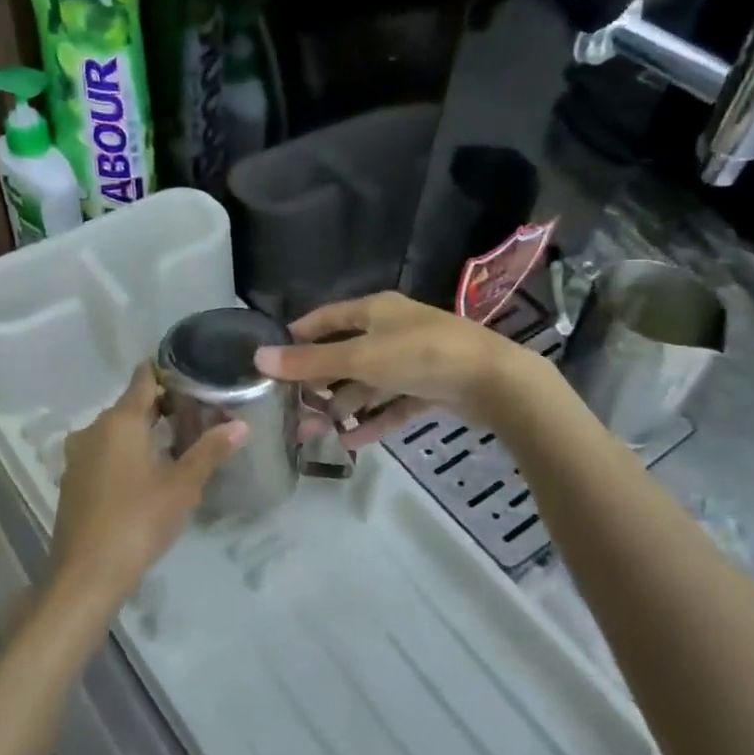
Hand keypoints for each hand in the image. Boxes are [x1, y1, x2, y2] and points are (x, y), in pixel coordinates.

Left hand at [46, 363, 245, 613]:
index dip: (167, 372)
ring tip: (176, 445)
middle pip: (130, 405)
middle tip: (196, 416)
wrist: (87, 573)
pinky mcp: (72, 479)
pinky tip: (145, 474)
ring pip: (115, 431)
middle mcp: (93, 428)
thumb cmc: (139, 520)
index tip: (192, 375)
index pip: (143, 378)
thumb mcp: (183, 485)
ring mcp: (78, 455)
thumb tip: (241, 424)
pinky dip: (124, 453)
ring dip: (142, 433)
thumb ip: (210, 450)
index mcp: (120, 420)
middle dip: (161, 407)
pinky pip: (102, 452)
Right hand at [253, 291, 534, 446]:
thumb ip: (310, 362)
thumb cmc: (420, 356)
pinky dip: (374, 420)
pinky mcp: (431, 387)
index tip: (274, 356)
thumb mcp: (360, 358)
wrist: (494, 381)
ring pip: (369, 383)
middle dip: (319, 383)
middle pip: (346, 355)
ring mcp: (414, 360)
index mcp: (375, 311)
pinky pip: (393, 404)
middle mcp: (393, 330)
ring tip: (315, 433)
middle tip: (292, 408)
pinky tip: (351, 443)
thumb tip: (259, 358)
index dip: (300, 335)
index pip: (327, 318)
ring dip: (344, 406)